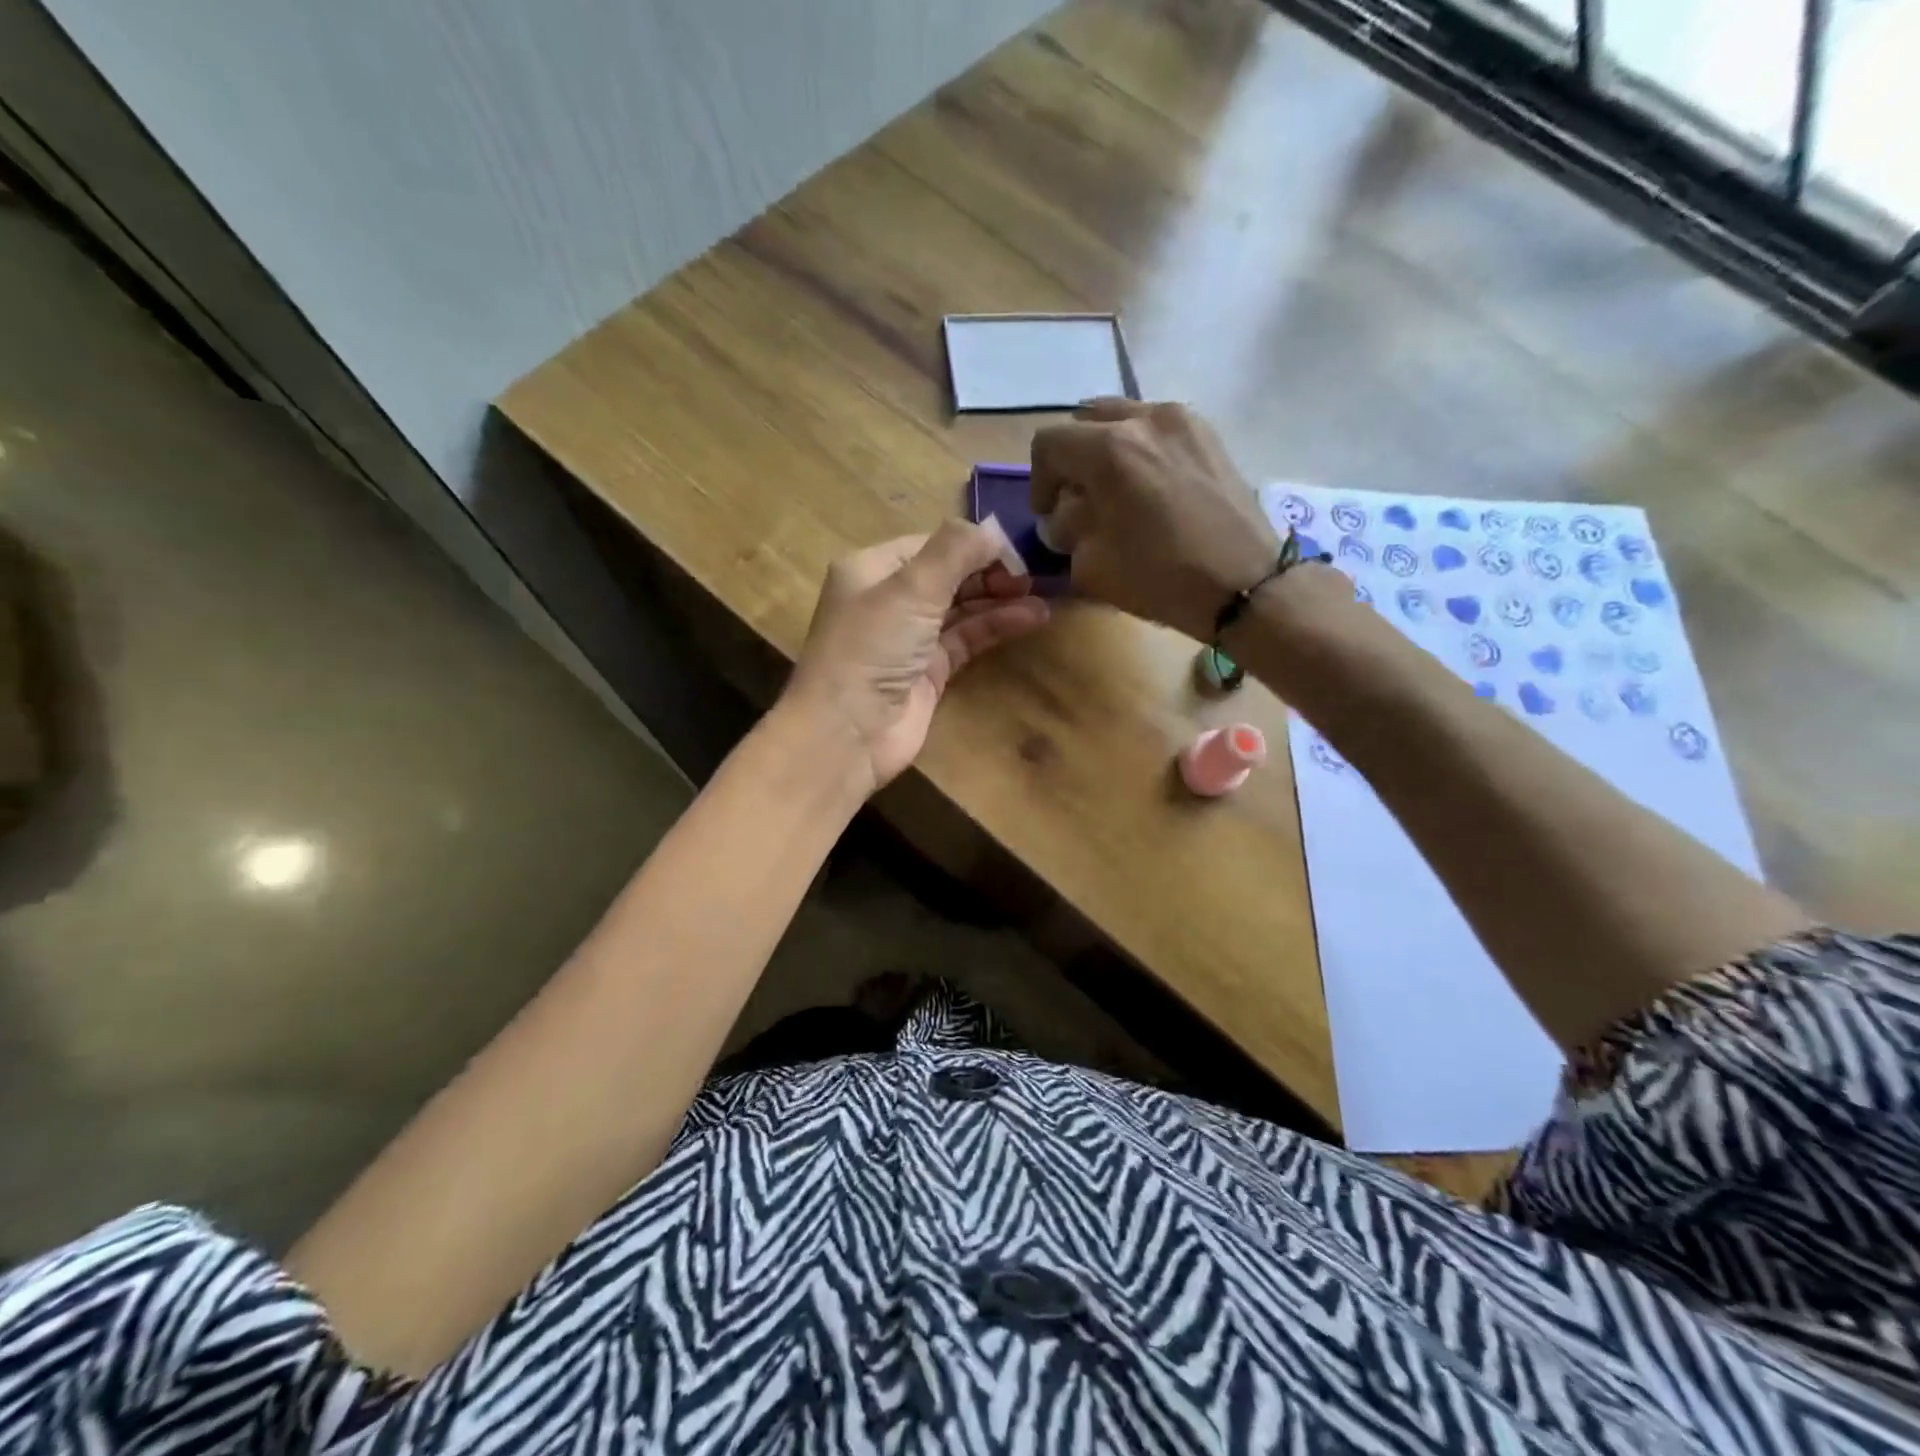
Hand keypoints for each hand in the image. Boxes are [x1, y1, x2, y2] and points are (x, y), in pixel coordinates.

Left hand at [783, 522, 1048, 792]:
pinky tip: (1029, 618)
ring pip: (961, 608)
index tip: (1015, 554)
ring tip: (1041, 598)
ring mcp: (909, 638)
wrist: (847, 734)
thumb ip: (956, 550)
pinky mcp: (928, 671)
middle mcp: (889, 599)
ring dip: (999, 600)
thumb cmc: (872, 648)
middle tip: (1030, 579)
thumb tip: (995, 530)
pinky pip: (966, 639)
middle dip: (989, 572)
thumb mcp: (912, 587)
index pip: (932, 544)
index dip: (974, 545)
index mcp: (872, 568)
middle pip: (948, 574)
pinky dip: (995, 627)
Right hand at [1030, 399, 1284, 641]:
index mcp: (1109, 449)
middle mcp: (1144, 419)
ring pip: (1123, 419)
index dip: (1039, 480)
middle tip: (1079, 500)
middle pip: (1085, 422)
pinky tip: (1151, 489)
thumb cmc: (1161, 578)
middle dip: (1072, 460)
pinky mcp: (1209, 434)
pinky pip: (1158, 428)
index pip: (1049, 443)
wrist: (1246, 585)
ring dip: (1106, 451)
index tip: (1048, 514)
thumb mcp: (1091, 564)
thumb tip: (1066, 515)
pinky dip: (1141, 450)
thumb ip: (1067, 530)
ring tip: (1116, 492)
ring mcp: (1183, 421)